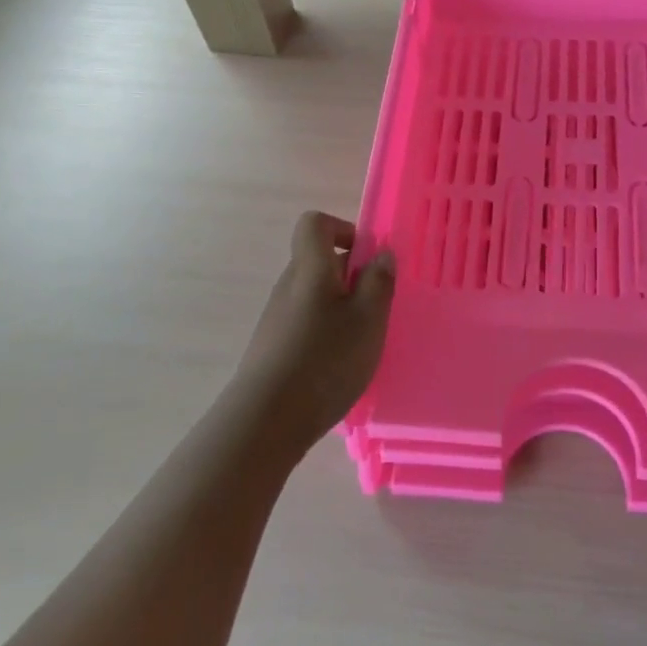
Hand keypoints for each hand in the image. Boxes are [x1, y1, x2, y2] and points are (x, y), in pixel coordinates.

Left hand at [230, 212, 395, 458]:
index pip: (315, 224)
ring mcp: (276, 317)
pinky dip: (325, 333)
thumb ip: (378, 281)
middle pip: (318, 262)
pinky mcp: (271, 347)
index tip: (366, 257)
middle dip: (350, 277)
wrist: (265, 421)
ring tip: (360, 343)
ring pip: (314, 296)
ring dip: (340, 308)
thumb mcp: (368, 319)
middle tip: (376, 308)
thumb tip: (380, 252)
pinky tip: (337, 366)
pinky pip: (304, 323)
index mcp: (310, 269)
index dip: (342, 229)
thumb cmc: (325, 360)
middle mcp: (288, 285)